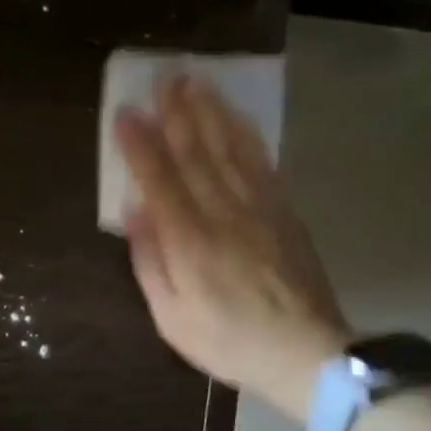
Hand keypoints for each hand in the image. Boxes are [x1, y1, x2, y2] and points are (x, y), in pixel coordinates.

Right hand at [114, 74, 348, 418]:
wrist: (306, 354)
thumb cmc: (227, 341)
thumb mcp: (171, 317)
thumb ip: (150, 262)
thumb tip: (136, 211)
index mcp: (189, 242)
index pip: (159, 180)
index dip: (139, 144)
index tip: (125, 112)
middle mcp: (223, 214)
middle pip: (195, 152)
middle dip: (176, 111)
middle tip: (163, 75)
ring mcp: (258, 209)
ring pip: (229, 149)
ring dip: (209, 112)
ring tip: (195, 81)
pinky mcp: (283, 212)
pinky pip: (261, 163)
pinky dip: (245, 134)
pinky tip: (234, 116)